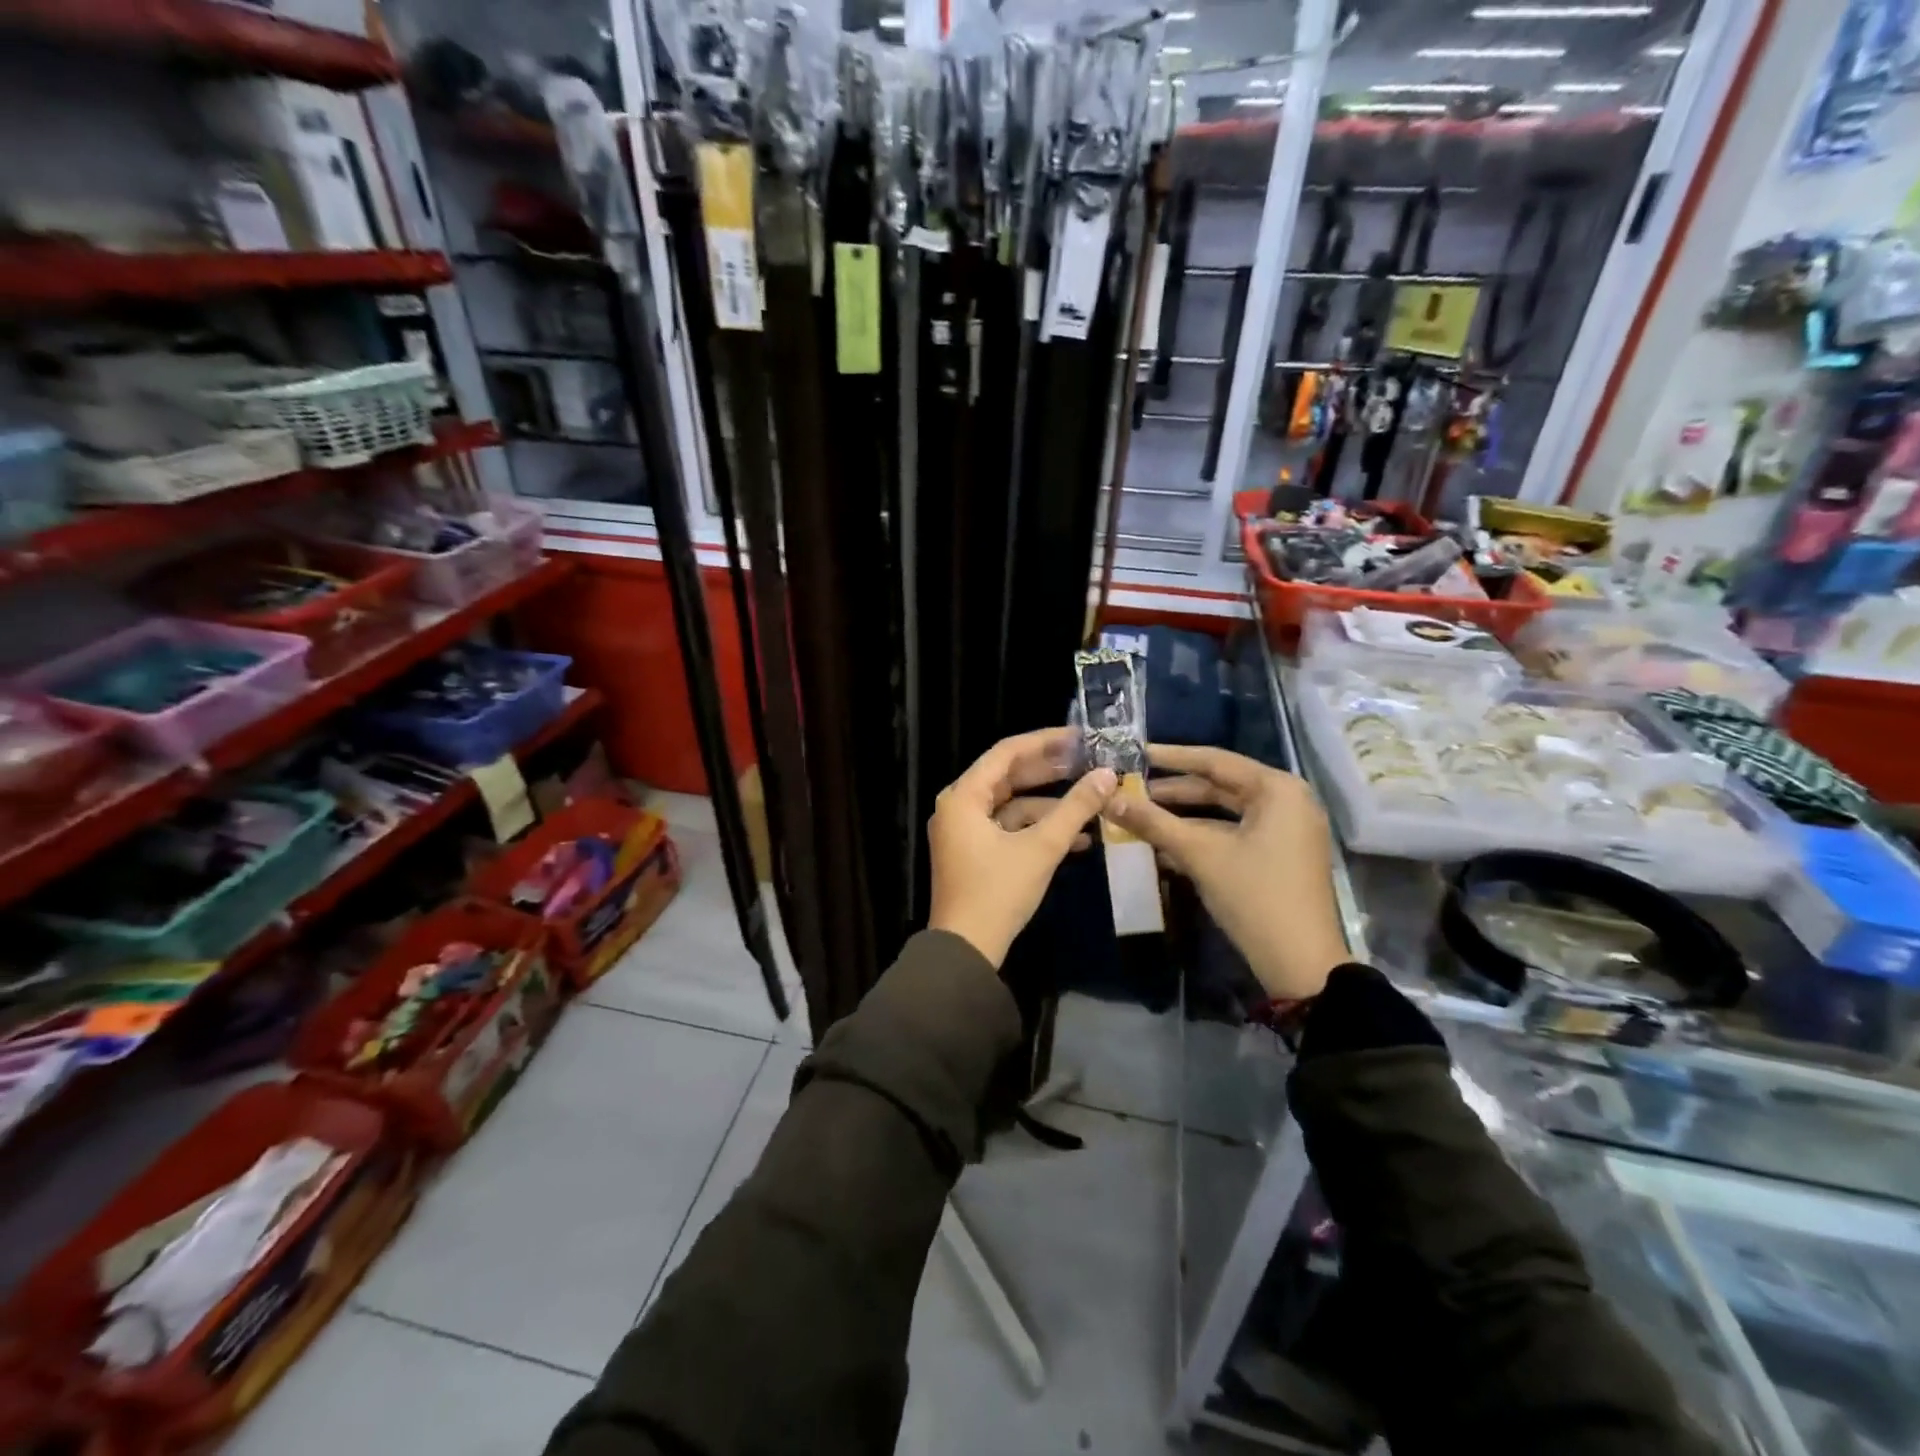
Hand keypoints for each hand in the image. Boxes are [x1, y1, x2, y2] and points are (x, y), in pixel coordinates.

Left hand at [928, 727, 1117, 968]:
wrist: (966, 950)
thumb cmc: (998, 892)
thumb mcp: (1041, 848)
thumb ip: (1075, 809)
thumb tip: (1108, 776)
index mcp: (963, 797)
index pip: (1006, 753)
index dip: (1044, 742)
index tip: (1079, 737)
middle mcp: (958, 807)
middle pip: (1008, 777)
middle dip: (1050, 772)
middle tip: (1088, 761)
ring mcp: (964, 831)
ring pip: (1011, 806)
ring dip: (1049, 807)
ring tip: (1091, 802)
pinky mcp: (973, 853)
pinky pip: (1007, 829)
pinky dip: (1037, 830)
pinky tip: (1077, 838)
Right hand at [1104, 744, 1347, 1001]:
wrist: (1301, 965)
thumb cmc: (1254, 897)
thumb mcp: (1200, 854)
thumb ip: (1153, 822)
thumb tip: (1108, 798)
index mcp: (1277, 789)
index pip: (1214, 761)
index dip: (1170, 757)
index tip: (1134, 752)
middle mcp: (1286, 802)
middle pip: (1219, 786)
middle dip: (1173, 790)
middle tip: (1130, 788)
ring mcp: (1285, 831)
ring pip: (1223, 813)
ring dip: (1182, 817)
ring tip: (1138, 816)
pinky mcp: (1278, 857)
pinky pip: (1232, 835)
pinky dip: (1200, 838)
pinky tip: (1162, 847)